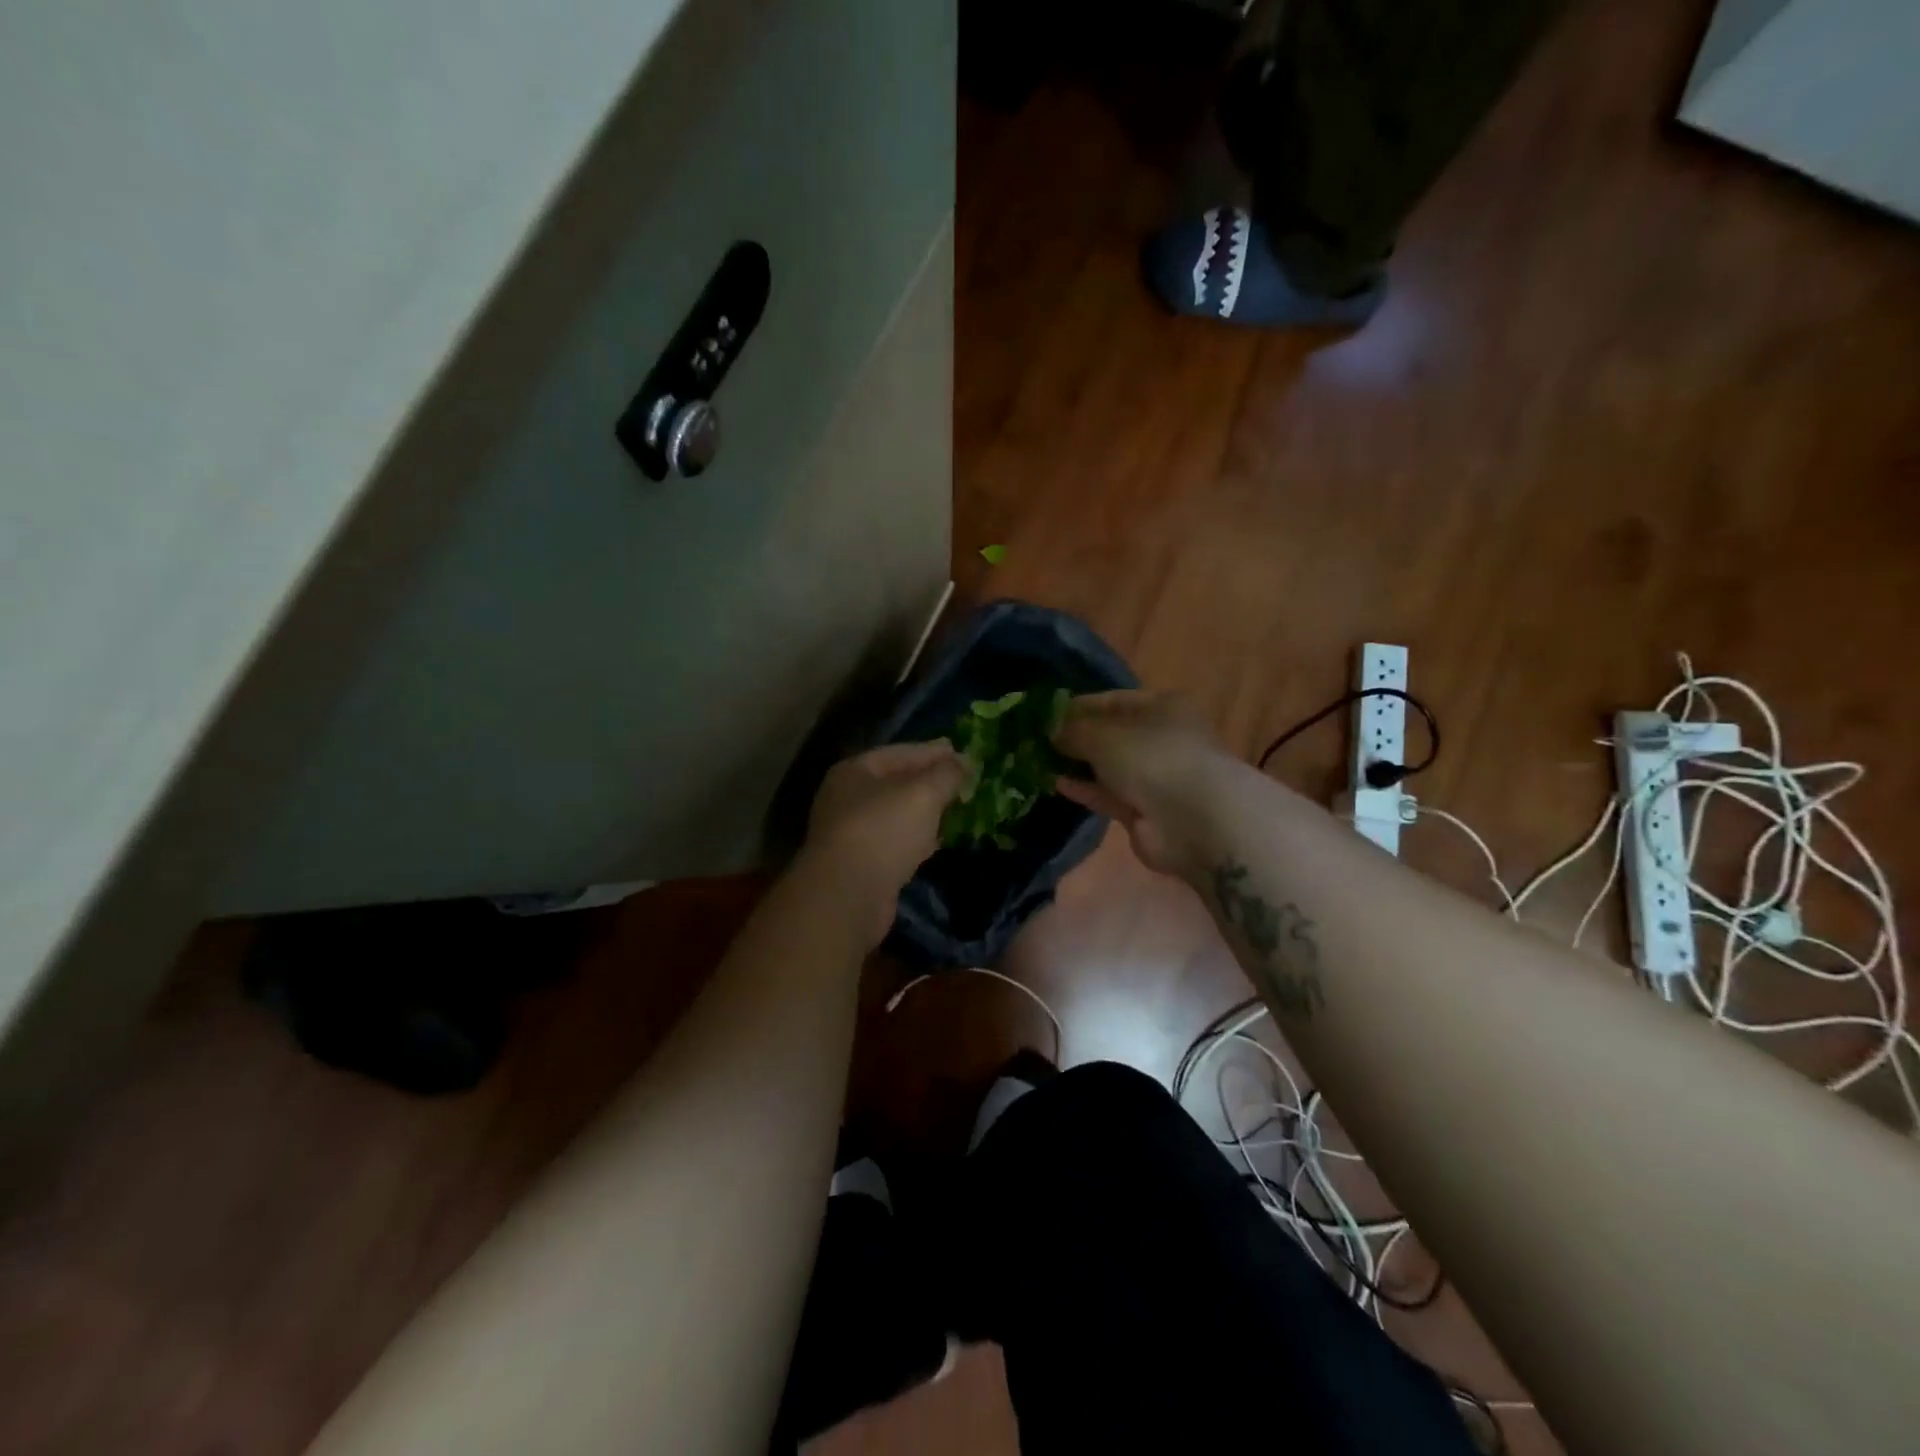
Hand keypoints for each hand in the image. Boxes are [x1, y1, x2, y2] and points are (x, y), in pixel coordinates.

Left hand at [803, 741, 968, 934]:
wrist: (847, 896)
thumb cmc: (883, 830)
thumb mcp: (922, 793)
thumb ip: (946, 774)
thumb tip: (964, 761)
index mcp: (855, 772)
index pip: (900, 752)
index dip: (933, 751)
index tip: (961, 751)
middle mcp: (848, 798)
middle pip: (896, 783)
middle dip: (930, 781)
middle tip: (963, 780)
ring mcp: (852, 833)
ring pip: (897, 814)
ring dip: (925, 811)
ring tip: (956, 807)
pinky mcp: (863, 865)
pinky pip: (896, 842)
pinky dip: (917, 838)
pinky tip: (938, 840)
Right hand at [1054, 690, 1234, 880]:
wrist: (1194, 820)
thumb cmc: (1152, 758)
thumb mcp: (1102, 735)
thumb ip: (1072, 731)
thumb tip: (1051, 732)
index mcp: (1162, 706)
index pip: (1112, 700)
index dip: (1077, 706)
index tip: (1043, 715)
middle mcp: (1161, 738)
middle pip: (1111, 734)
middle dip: (1076, 738)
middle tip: (1036, 741)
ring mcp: (1156, 776)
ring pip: (1109, 766)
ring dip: (1078, 765)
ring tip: (1039, 762)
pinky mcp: (1146, 810)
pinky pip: (1109, 794)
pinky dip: (1086, 789)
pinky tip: (1057, 784)